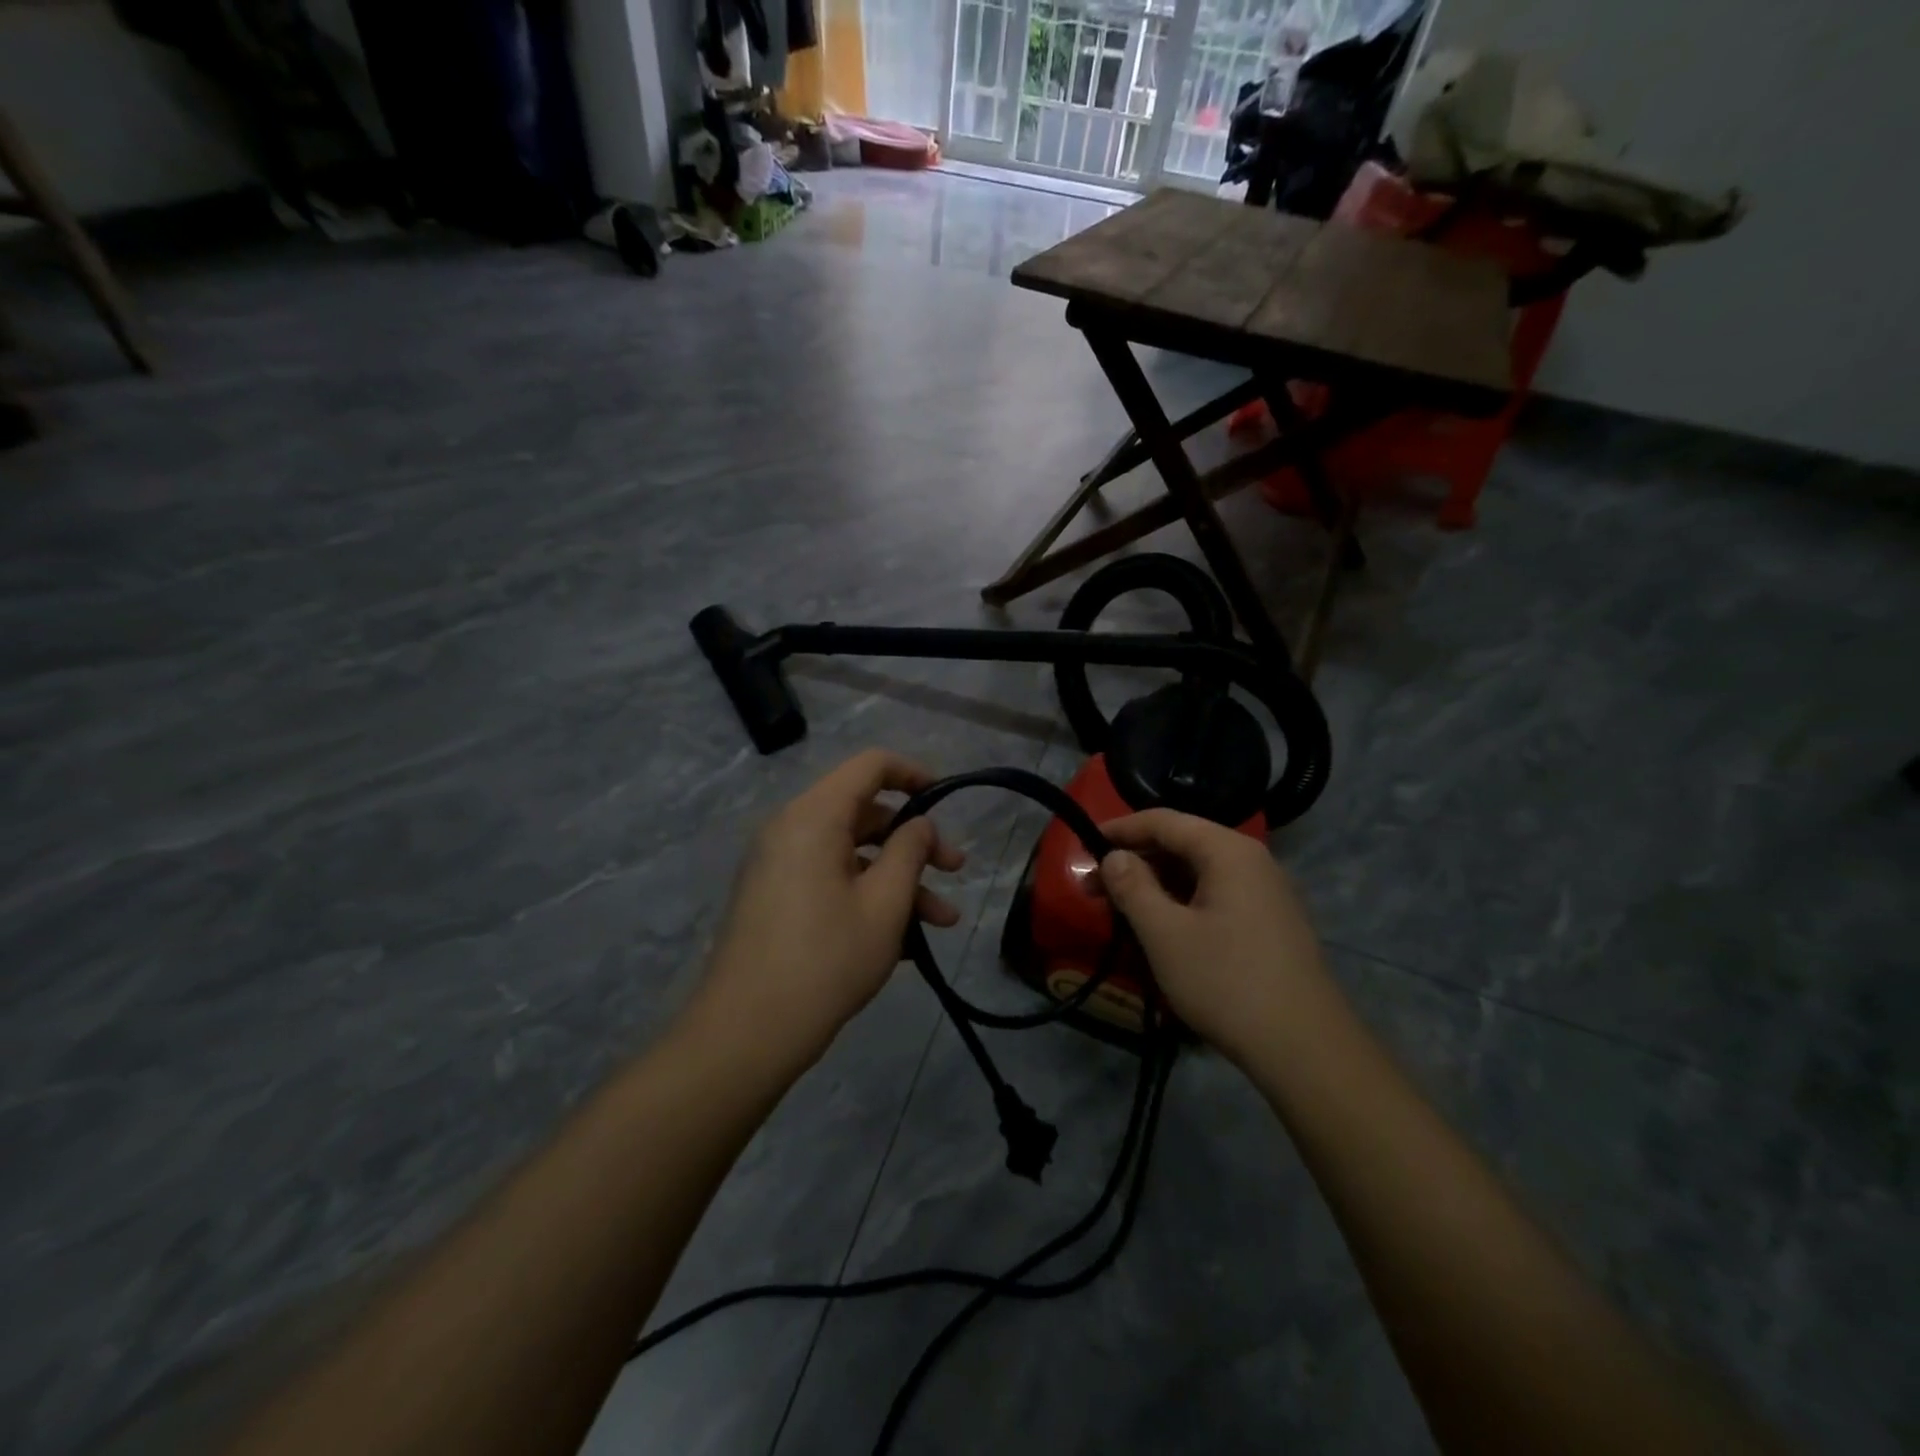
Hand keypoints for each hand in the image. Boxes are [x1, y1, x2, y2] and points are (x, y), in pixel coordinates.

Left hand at [695, 751, 964, 1068]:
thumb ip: (909, 851)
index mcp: (813, 817)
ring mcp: (778, 865)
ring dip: (898, 880)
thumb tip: (919, 823)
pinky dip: (867, 896)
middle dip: (914, 841)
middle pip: (863, 813)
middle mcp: (790, 830)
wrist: (746, 1033)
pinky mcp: (775, 898)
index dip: (913, 774)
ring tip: (943, 922)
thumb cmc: (826, 960)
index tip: (945, 801)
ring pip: (851, 854)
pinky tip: (905, 941)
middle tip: (954, 872)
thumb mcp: (884, 904)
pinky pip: (830, 880)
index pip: (869, 766)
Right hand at [1098, 809, 1330, 1064]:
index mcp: (1229, 851)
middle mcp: (1253, 861)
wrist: (1305, 1048)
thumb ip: (1133, 887)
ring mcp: (1268, 893)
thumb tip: (1114, 856)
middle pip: (1184, 844)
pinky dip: (1183, 901)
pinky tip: (1163, 928)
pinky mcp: (1272, 923)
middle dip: (1136, 860)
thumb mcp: (1165, 933)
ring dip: (1158, 884)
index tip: (1084, 844)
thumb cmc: (1226, 982)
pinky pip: (1218, 895)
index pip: (1165, 821)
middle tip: (1095, 885)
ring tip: (1122, 908)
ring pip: (1200, 872)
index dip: (1121, 829)